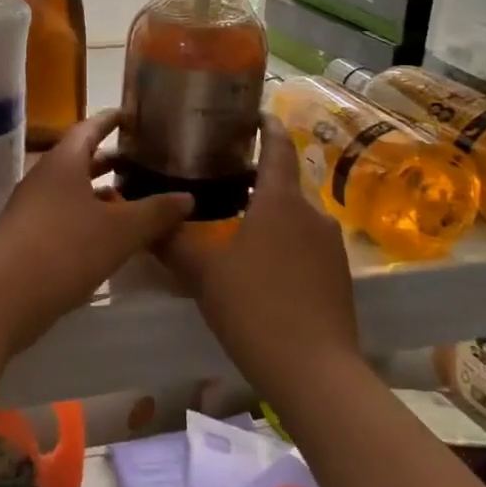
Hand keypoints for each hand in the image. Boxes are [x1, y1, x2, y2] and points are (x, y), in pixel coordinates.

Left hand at [0, 110, 192, 353]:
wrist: (3, 296)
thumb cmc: (65, 249)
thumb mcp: (120, 231)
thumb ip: (155, 213)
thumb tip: (188, 197)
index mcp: (64, 162)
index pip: (89, 128)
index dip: (111, 120)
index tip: (132, 115)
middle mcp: (44, 177)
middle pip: (80, 158)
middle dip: (110, 159)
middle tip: (142, 159)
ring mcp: (32, 207)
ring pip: (71, 189)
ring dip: (99, 191)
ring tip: (131, 197)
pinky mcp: (27, 236)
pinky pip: (62, 215)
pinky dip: (86, 216)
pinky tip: (107, 236)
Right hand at [160, 115, 358, 401]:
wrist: (316, 373)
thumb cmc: (255, 308)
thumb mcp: (203, 274)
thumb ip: (172, 242)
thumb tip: (146, 219)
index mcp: (280, 200)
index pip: (278, 145)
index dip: (266, 124)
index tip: (250, 113)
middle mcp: (311, 213)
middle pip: (284, 181)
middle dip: (257, 175)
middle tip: (221, 177)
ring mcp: (331, 245)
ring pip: (294, 214)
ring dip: (269, 211)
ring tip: (237, 220)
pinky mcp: (339, 275)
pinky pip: (306, 242)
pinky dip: (284, 239)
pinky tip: (261, 263)